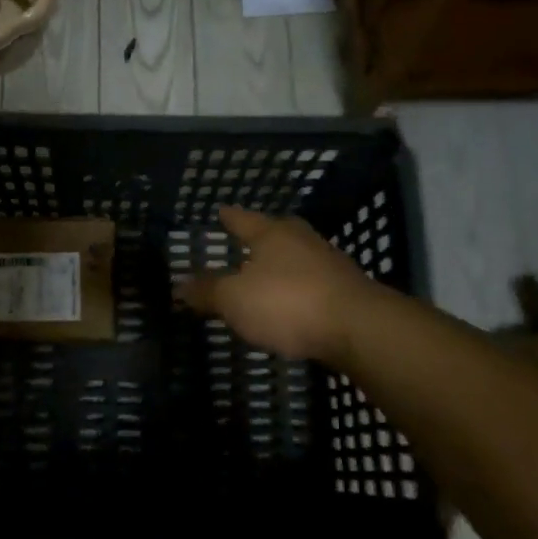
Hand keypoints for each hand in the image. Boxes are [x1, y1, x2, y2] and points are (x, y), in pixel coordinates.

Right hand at [176, 206, 377, 363]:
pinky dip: (299, 287)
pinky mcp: (346, 290)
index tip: (221, 210)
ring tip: (266, 272)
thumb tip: (178, 286)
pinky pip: (313, 282)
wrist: (359, 328)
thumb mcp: (235, 299)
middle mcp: (302, 240)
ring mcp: (329, 264)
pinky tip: (293, 300)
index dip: (229, 217)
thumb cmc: (288, 303)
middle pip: (277, 231)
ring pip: (297, 256)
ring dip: (282, 263)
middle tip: (246, 237)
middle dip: (261, 234)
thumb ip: (207, 292)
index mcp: (272, 234)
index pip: (243, 219)